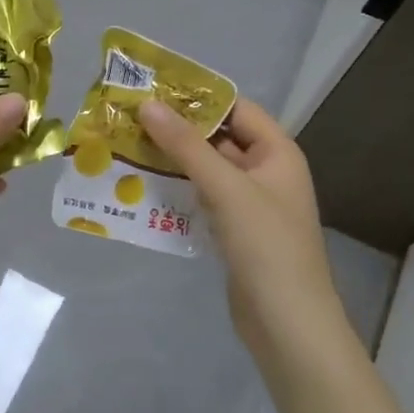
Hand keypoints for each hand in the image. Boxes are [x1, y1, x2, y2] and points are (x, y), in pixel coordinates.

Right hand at [139, 97, 339, 346]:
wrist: (288, 325)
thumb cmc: (266, 246)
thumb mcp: (225, 188)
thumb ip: (186, 145)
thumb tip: (148, 104)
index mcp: (276, 153)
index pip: (235, 108)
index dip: (197, 96)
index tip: (152, 87)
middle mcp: (265, 171)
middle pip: (217, 138)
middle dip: (176, 128)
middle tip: (128, 117)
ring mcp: (249, 203)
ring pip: (205, 169)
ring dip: (170, 159)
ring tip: (126, 146)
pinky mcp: (233, 231)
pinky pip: (201, 198)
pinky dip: (175, 189)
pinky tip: (141, 187)